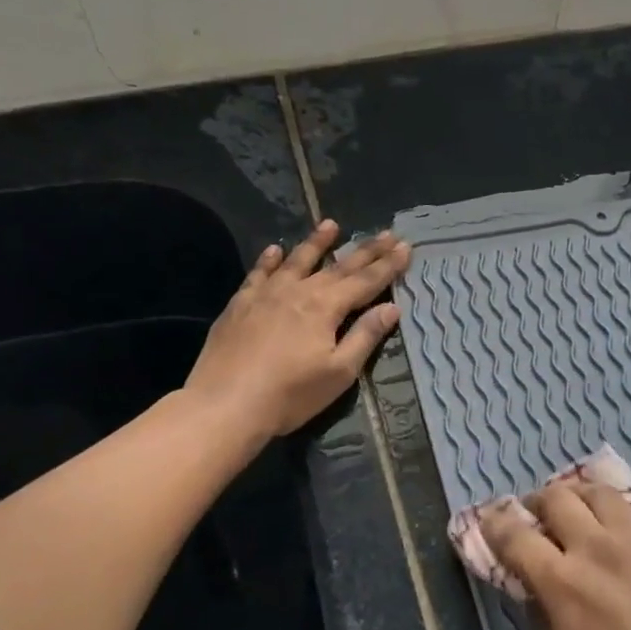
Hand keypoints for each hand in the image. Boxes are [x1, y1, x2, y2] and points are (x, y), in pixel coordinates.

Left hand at [183, 220, 410, 438]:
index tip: (406, 246)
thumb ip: (365, 336)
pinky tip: (275, 250)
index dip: (388, 265)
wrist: (225, 405)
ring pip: (296, 260)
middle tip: (386, 232)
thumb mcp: (338, 372)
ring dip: (316, 242)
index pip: (365, 281)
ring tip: (331, 224)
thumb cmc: (290, 395)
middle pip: (338, 266)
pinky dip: (269, 260)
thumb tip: (391, 307)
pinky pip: (259, 273)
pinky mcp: (240, 304)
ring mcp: (266, 294)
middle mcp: (298, 291)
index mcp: (326, 307)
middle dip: (365, 250)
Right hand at [484, 482, 630, 629]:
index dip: (495, 523)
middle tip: (536, 517)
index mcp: (564, 583)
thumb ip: (543, 622)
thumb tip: (537, 591)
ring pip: (603, 493)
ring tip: (581, 512)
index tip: (489, 520)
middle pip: (558, 498)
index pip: (516, 536)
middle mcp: (599, 549)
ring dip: (582, 496)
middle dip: (538, 502)